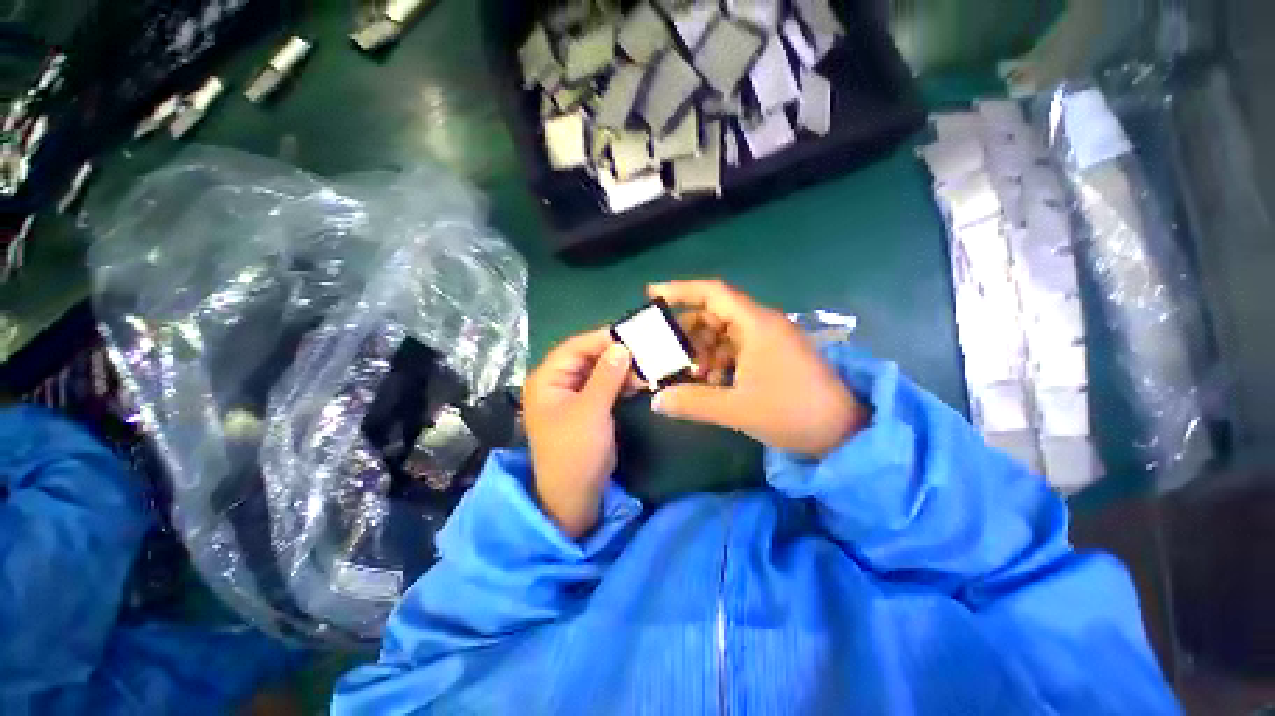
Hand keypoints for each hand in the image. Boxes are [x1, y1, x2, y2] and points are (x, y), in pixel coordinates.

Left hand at [523, 329, 632, 537]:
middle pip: (587, 357)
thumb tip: (621, 346)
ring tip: (646, 368)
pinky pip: (604, 385)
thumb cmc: (575, 451)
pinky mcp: (587, 406)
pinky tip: (640, 382)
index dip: (601, 339)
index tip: (631, 335)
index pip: (574, 347)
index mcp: (547, 379)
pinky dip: (620, 382)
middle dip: (615, 355)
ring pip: (598, 371)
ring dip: (621, 369)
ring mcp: (572, 394)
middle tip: (644, 352)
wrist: (574, 496)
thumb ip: (606, 376)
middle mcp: (557, 382)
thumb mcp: (591, 410)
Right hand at [649, 280, 867, 457]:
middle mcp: (763, 325)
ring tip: (694, 375)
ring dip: (704, 351)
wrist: (842, 432)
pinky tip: (715, 382)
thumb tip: (657, 401)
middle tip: (669, 351)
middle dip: (689, 332)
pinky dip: (720, 361)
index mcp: (757, 325)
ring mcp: (769, 340)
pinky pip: (737, 349)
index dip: (680, 290)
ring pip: (724, 334)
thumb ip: (693, 402)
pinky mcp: (773, 355)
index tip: (652, 294)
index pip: (713, 293)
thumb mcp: (737, 409)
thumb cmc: (791, 413)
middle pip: (715, 314)